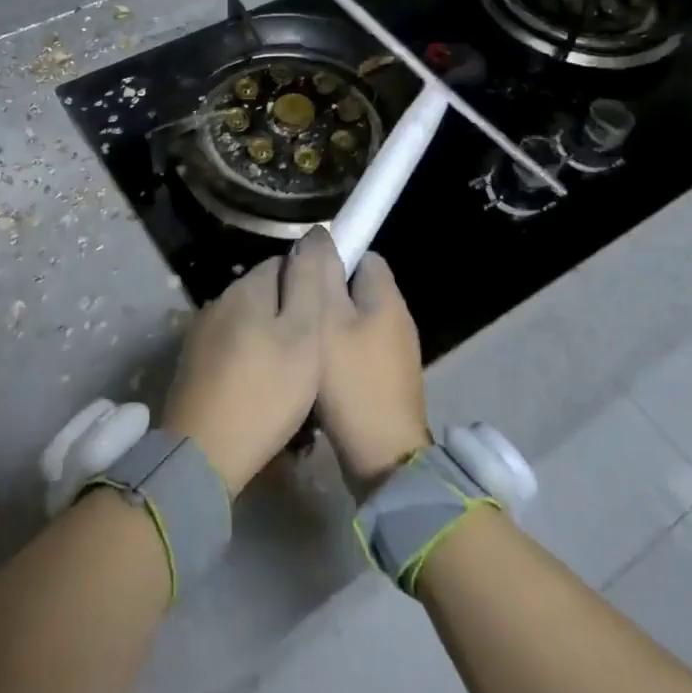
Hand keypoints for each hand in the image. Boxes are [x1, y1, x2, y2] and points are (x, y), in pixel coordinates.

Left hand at [161, 229, 342, 495]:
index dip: (310, 283)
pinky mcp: (193, 363)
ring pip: (248, 322)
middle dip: (291, 312)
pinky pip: (232, 347)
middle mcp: (218, 301)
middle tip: (316, 351)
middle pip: (265, 293)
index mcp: (245, 288)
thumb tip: (315, 234)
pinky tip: (263, 388)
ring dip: (271, 338)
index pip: (284, 263)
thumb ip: (309, 282)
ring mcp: (201, 333)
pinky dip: (251, 359)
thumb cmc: (265, 391)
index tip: (328, 314)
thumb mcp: (303, 335)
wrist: (203, 452)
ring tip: (294, 374)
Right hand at [316, 251, 430, 488]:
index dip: (333, 257)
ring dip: (330, 325)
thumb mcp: (327, 321)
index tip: (302, 272)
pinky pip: (359, 351)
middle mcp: (398, 319)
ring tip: (298, 336)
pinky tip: (315, 367)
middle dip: (327, 293)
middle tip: (293, 306)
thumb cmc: (352, 381)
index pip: (364, 256)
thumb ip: (322, 276)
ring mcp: (396, 353)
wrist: (383, 456)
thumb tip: (320, 235)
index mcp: (387, 298)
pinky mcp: (388, 380)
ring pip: (356, 322)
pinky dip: (339, 353)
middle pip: (358, 289)